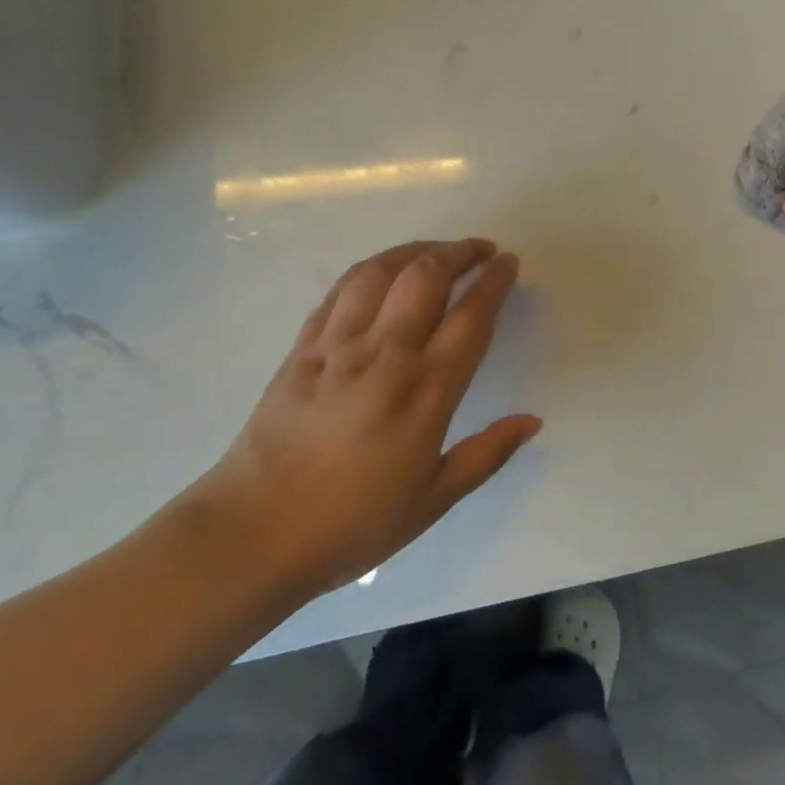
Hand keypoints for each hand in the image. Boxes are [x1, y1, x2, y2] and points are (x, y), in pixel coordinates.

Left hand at [182, 239, 540, 604]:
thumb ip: (488, 454)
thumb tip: (533, 421)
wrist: (252, 534)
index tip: (509, 263)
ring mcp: (337, 347)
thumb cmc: (353, 523)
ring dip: (415, 250)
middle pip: (426, 276)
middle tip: (481, 250)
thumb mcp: (434, 499)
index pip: (470, 317)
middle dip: (459, 252)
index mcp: (425, 391)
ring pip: (380, 272)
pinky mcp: (301, 349)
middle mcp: (384, 354)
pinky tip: (381, 273)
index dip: (494, 281)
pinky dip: (369, 271)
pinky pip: (339, 292)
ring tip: (436, 251)